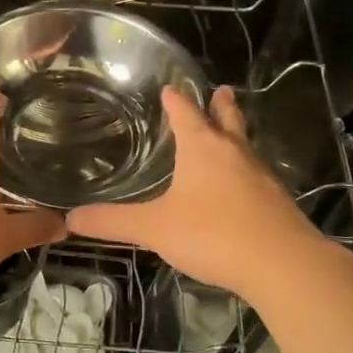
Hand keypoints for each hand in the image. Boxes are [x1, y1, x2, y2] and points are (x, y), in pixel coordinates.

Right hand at [67, 86, 334, 296]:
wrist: (282, 264)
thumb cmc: (212, 234)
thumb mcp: (155, 228)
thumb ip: (114, 222)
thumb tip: (70, 218)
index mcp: (202, 149)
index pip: (186, 113)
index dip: (176, 100)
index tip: (170, 88)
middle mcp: (234, 153)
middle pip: (227, 120)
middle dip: (220, 105)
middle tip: (222, 90)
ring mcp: (261, 176)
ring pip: (245, 146)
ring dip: (236, 134)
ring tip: (231, 133)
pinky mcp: (277, 201)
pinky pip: (257, 175)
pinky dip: (246, 170)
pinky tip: (243, 185)